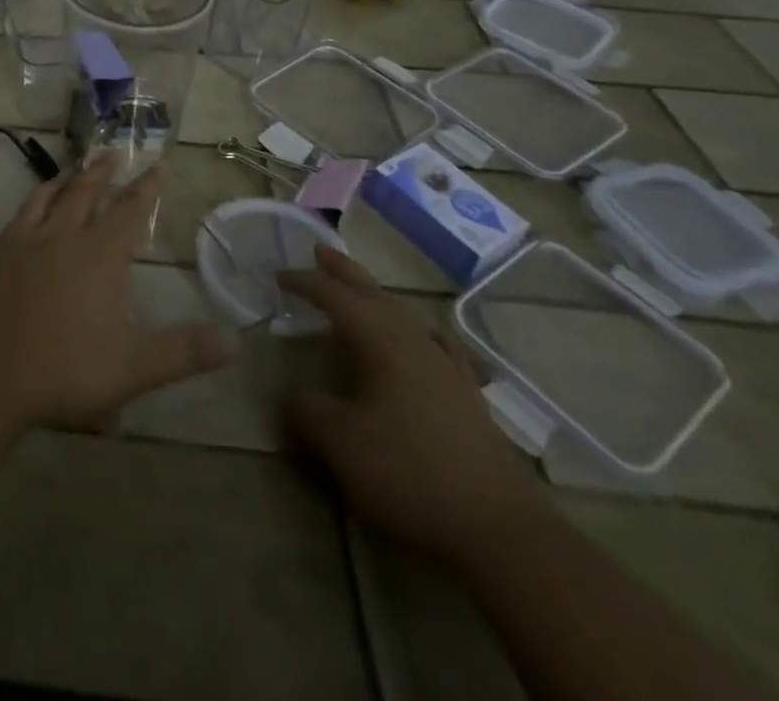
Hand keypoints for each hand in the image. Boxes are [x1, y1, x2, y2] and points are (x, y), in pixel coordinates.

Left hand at [0, 154, 234, 428]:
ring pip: (54, 195)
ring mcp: (30, 240)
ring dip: (70, 177)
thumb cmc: (65, 370)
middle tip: (114, 151)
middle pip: (88, 192)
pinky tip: (37, 201)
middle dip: (104, 171)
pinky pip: (24, 211)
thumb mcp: (133, 368)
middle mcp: (66, 236)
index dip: (146, 188)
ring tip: (78, 166)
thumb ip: (184, 352)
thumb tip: (237, 340)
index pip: (129, 210)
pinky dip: (37, 196)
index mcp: (100, 256)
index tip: (158, 166)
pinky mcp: (2, 251)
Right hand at [279, 245, 550, 560]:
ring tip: (359, 291)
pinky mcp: (467, 397)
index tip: (278, 276)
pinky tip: (425, 337)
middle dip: (343, 272)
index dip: (305, 283)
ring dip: (376, 298)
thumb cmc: (409, 472)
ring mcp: (446, 367)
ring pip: (403, 316)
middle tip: (319, 250)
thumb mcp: (340, 442)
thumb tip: (296, 396)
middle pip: (373, 294)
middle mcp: (414, 341)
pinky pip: (436, 345)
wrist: (500, 530)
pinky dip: (419, 332)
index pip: (335, 297)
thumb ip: (308, 410)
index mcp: (380, 340)